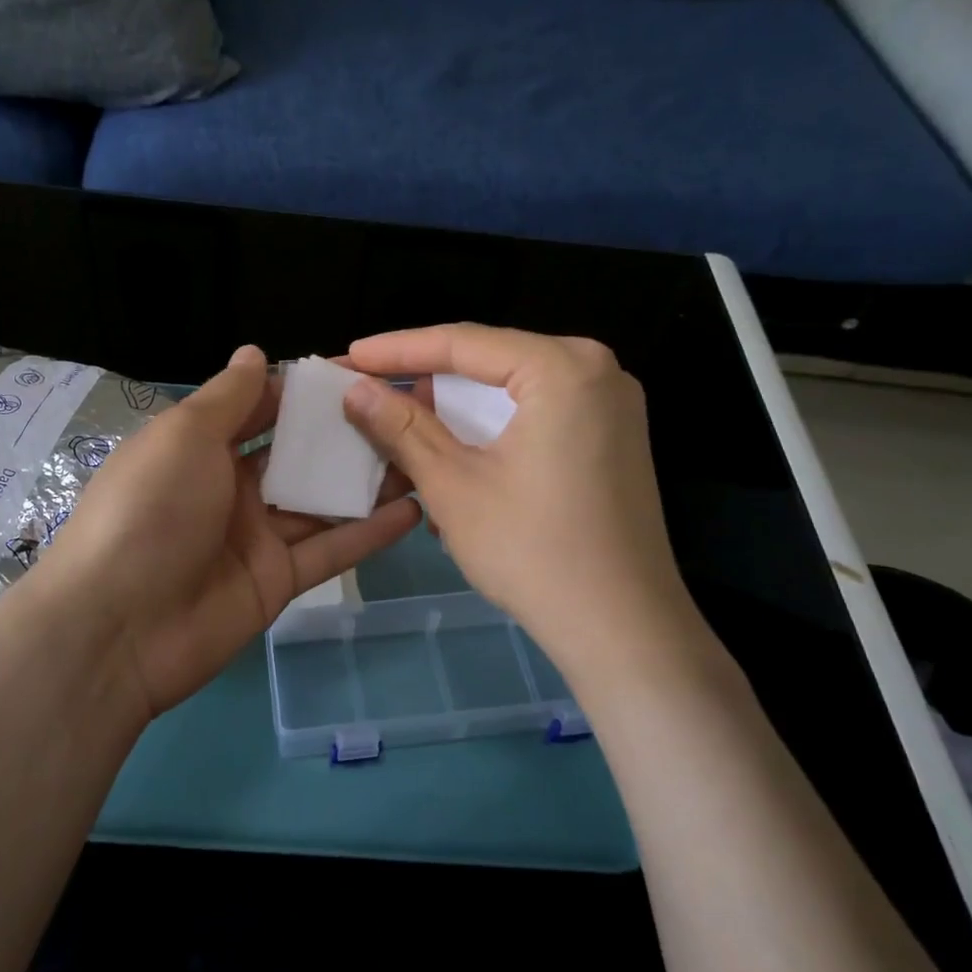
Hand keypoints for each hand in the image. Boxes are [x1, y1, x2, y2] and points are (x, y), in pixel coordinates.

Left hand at [39, 344, 420, 717]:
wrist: (118, 628)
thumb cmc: (149, 510)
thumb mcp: (183, 437)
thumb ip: (228, 398)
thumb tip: (255, 352)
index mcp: (201, 448)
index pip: (261, 409)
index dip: (304, 390)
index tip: (358, 372)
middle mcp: (231, 488)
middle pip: (298, 455)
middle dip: (344, 434)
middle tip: (405, 412)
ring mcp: (257, 537)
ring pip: (321, 501)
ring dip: (365, 481)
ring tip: (422, 455)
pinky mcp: (278, 581)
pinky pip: (330, 550)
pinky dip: (369, 532)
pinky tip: (414, 510)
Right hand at [342, 324, 697, 684]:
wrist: (623, 629)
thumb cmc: (532, 551)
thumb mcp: (452, 484)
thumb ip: (401, 427)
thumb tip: (355, 389)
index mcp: (563, 367)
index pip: (463, 343)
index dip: (397, 350)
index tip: (349, 356)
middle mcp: (596, 370)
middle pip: (490, 362)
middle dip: (427, 381)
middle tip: (371, 394)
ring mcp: (612, 405)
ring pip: (511, 391)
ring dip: (456, 410)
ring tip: (401, 427)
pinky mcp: (613, 439)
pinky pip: (537, 414)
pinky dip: (492, 429)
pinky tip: (452, 452)